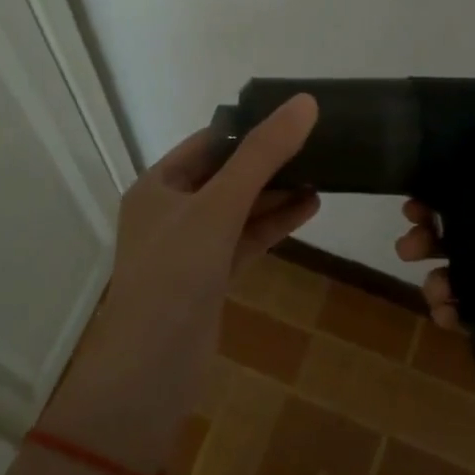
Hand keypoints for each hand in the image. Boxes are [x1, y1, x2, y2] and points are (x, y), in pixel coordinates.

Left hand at [45, 95, 319, 466]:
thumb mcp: (219, 206)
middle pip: (226, 174)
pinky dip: (273, 225)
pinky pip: (245, 240)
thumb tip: (304, 103)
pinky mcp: (209, 279)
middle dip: (269, 162)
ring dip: (277, 193)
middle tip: (318, 145)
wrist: (150, 372)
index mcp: (158, 186)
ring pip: (239, 209)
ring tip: (324, 173)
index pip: (209, 142)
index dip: (250, 127)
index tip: (294, 117)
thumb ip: (261, 155)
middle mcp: (171, 211)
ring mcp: (190, 248)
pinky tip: (309, 208)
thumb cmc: (175, 275)